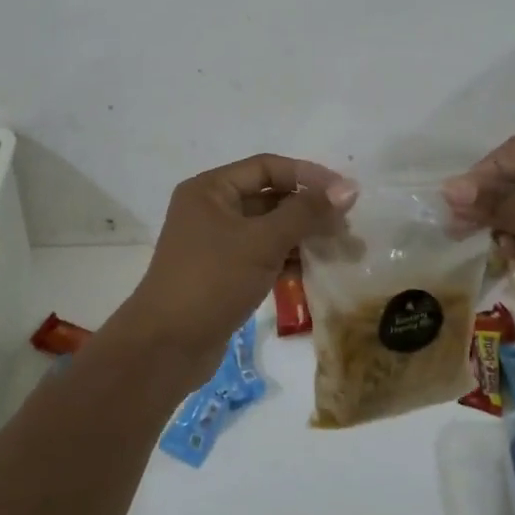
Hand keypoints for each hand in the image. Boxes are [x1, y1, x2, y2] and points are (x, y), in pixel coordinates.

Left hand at [117, 154, 357, 384]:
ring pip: (269, 229)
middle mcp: (210, 209)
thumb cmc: (212, 281)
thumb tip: (348, 188)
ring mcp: (215, 243)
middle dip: (309, 210)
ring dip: (303, 236)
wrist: (166, 346)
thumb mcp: (262, 241)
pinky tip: (317, 270)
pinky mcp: (223, 273)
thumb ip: (306, 213)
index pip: (267, 168)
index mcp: (210, 189)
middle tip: (348, 226)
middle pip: (269, 197)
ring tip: (342, 250)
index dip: (308, 176)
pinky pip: (262, 255)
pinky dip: (288, 259)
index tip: (345, 193)